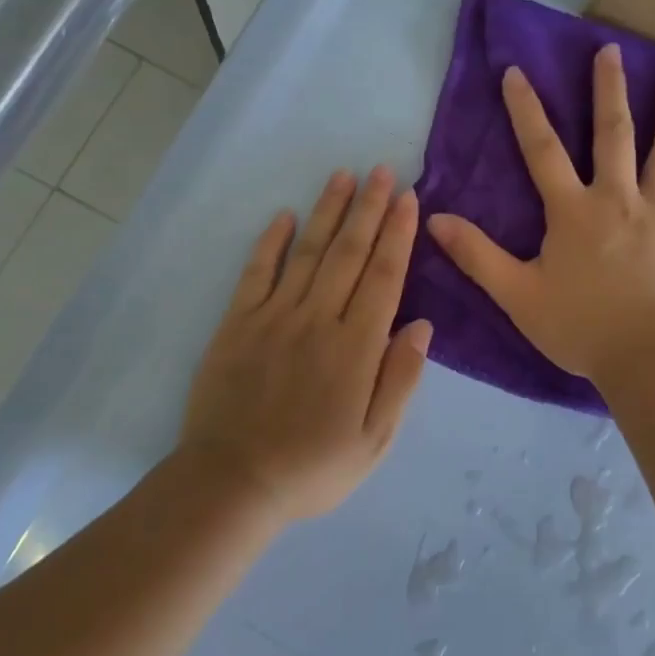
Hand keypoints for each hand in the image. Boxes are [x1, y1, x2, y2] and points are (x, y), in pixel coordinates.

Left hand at [178, 167, 431, 520]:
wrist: (231, 484)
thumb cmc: (312, 467)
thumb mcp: (375, 440)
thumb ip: (400, 379)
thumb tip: (423, 326)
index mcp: (356, 347)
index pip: (383, 276)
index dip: (398, 234)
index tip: (409, 199)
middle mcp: (317, 319)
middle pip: (348, 253)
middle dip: (369, 209)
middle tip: (383, 171)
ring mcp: (273, 317)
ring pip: (307, 252)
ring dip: (327, 211)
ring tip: (343, 176)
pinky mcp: (237, 324)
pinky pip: (256, 273)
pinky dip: (271, 242)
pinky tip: (285, 216)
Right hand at [426, 42, 654, 390]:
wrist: (645, 359)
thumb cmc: (578, 327)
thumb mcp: (517, 295)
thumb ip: (477, 255)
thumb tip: (435, 219)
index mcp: (573, 210)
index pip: (542, 149)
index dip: (526, 109)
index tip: (515, 72)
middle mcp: (618, 199)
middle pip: (613, 134)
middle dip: (609, 89)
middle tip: (612, 50)